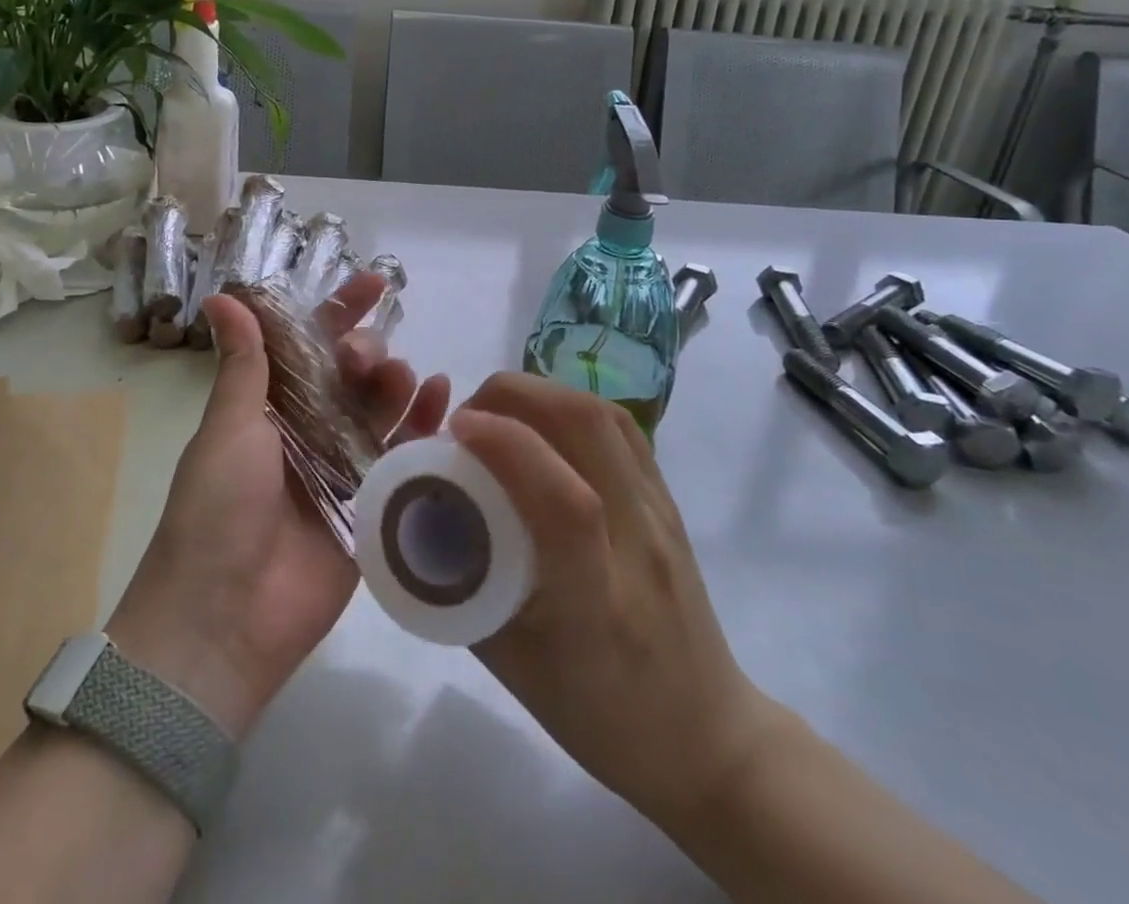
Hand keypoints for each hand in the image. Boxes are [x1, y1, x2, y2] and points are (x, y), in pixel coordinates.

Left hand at [107, 273, 450, 739]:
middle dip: (367, 352)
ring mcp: (342, 470)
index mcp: (270, 408)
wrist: (222, 622)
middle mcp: (309, 432)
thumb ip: (243, 363)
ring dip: (397, 385)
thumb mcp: (228, 428)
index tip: (373, 283)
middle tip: (367, 358)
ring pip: (381, 411)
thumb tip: (223, 295)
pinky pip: (404, 458)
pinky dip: (424, 427)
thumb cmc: (216, 510)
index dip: (339, 312)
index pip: (309, 345)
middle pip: (352, 376)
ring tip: (405, 377)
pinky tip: (442, 401)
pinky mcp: (372, 509)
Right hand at [449, 374, 775, 836]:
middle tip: (467, 417)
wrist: (706, 736)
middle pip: (587, 428)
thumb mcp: (510, 666)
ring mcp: (661, 514)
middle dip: (514, 396)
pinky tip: (541, 425)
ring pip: (605, 415)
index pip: (564, 502)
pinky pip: (620, 427)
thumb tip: (422, 512)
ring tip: (499, 414)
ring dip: (541, 393)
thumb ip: (462, 584)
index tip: (455, 430)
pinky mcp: (669, 498)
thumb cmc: (599, 714)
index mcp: (597, 603)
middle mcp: (639, 543)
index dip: (506, 445)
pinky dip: (569, 405)